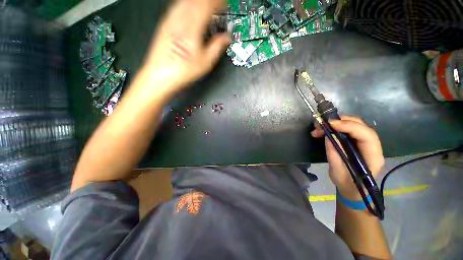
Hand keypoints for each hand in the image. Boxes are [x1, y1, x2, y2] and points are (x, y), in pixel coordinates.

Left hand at [140, 0, 229, 93]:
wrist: (160, 75)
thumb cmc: (182, 70)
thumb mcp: (205, 62)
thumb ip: (217, 47)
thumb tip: (226, 38)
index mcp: (192, 27)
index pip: (207, 5)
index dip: (218, 3)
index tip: (224, 4)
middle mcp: (180, 19)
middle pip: (197, 0)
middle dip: (209, 2)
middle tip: (218, 6)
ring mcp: (170, 20)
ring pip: (186, 1)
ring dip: (199, 2)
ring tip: (206, 7)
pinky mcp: (165, 24)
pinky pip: (178, 7)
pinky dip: (188, 5)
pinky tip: (191, 10)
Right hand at [311, 116, 383, 199]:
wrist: (352, 189)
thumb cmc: (347, 185)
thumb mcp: (338, 172)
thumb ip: (334, 154)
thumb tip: (329, 136)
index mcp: (373, 157)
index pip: (366, 135)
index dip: (349, 127)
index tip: (330, 124)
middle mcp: (372, 146)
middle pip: (361, 126)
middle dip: (340, 122)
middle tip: (320, 125)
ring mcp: (365, 143)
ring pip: (353, 125)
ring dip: (335, 123)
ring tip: (318, 128)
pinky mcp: (357, 142)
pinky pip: (347, 129)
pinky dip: (334, 127)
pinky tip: (323, 131)